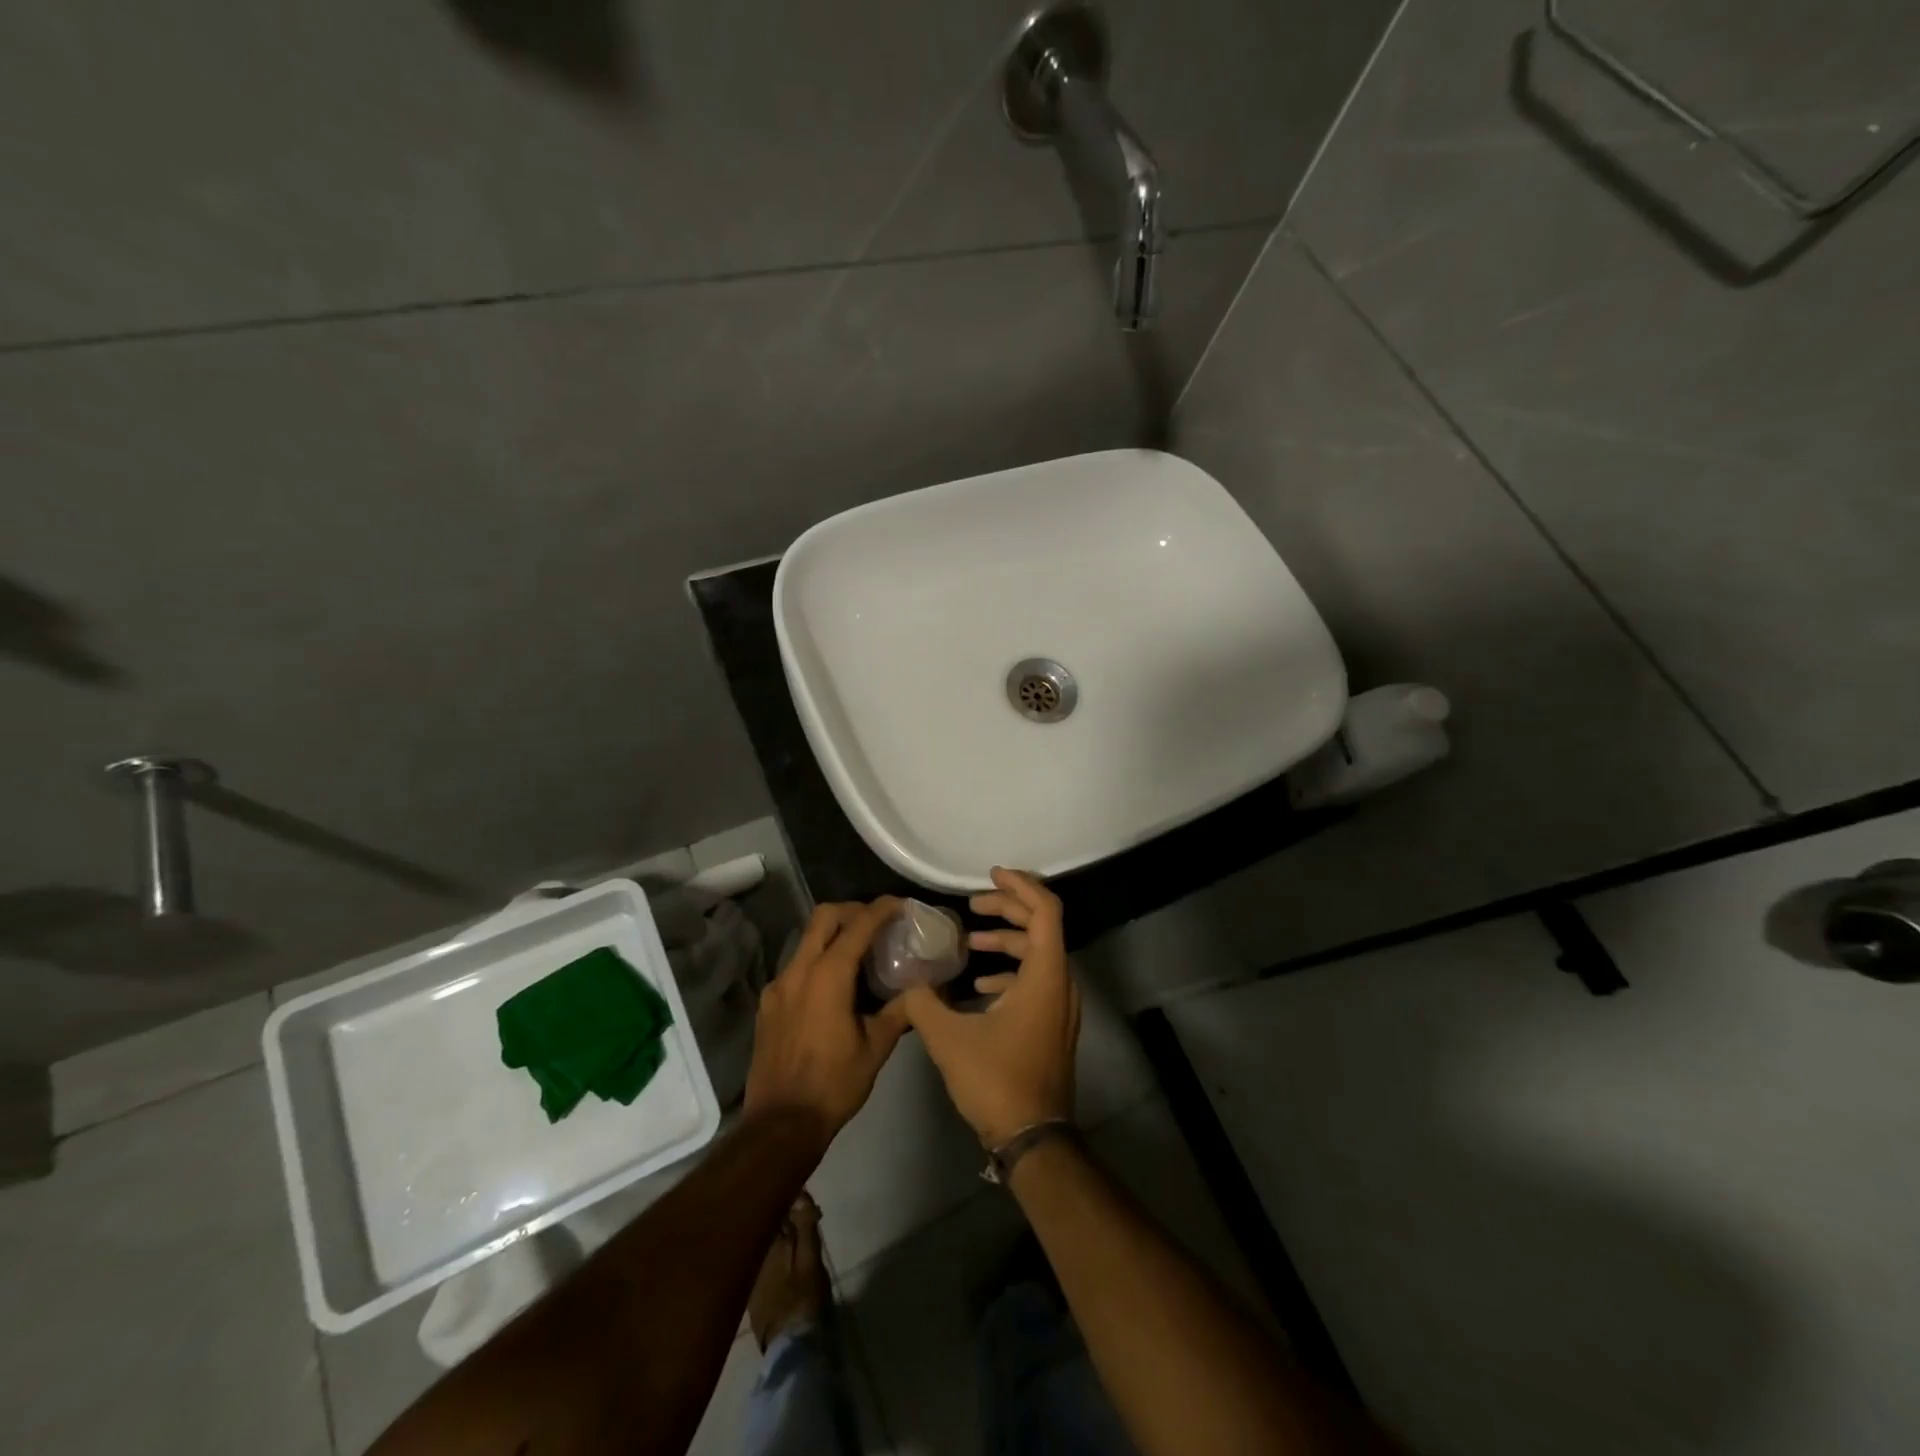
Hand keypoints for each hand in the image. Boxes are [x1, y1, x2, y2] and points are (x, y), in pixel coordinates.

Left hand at [744, 899, 909, 1152]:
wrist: (781, 1124)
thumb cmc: (834, 1084)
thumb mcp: (876, 1047)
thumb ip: (899, 1010)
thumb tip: (922, 989)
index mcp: (828, 976)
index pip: (857, 926)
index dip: (881, 909)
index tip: (901, 904)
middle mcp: (798, 971)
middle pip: (824, 917)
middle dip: (852, 910)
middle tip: (877, 921)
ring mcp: (778, 986)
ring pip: (807, 940)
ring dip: (833, 934)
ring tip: (859, 952)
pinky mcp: (768, 1003)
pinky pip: (796, 966)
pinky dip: (817, 960)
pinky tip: (833, 985)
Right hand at [899, 868, 1078, 1147]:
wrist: (1033, 1138)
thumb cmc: (997, 1080)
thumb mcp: (949, 1038)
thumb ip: (924, 1001)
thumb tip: (909, 978)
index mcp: (1046, 975)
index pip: (1045, 910)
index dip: (1020, 885)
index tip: (990, 875)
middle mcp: (1061, 983)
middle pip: (1042, 926)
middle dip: (1007, 909)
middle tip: (973, 905)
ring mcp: (1060, 1006)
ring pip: (1038, 955)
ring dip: (1007, 941)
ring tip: (970, 941)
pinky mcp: (1053, 1025)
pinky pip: (1036, 981)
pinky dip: (1011, 971)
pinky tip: (980, 985)